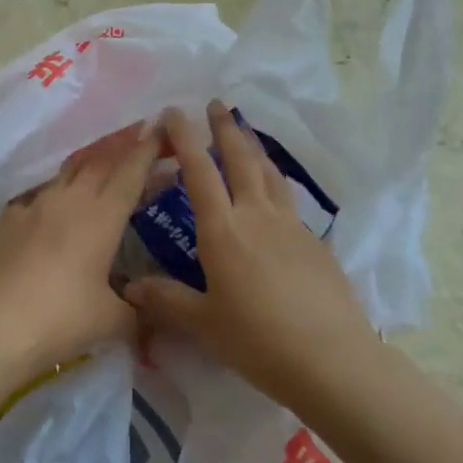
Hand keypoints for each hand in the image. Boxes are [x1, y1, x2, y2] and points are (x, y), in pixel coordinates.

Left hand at [0, 120, 160, 374]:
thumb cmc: (61, 319)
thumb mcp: (112, 321)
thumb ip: (137, 310)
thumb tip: (148, 313)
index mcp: (102, 216)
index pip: (131, 171)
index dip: (148, 149)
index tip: (161, 129)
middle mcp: (70, 199)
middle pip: (99, 160)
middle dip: (122, 145)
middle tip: (138, 135)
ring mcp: (34, 205)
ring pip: (67, 171)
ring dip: (89, 163)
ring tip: (100, 164)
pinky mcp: (6, 218)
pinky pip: (39, 194)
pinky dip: (56, 192)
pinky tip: (54, 206)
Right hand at [125, 102, 373, 400]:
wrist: (331, 358)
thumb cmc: (257, 340)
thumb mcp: (203, 323)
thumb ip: (166, 300)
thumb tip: (131, 287)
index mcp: (223, 230)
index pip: (199, 171)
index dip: (184, 138)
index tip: (174, 112)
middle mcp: (257, 216)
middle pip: (241, 159)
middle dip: (226, 128)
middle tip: (217, 103)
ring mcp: (292, 226)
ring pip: (270, 174)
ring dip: (255, 149)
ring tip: (246, 135)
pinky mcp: (315, 243)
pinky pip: (289, 201)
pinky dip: (276, 183)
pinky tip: (275, 195)